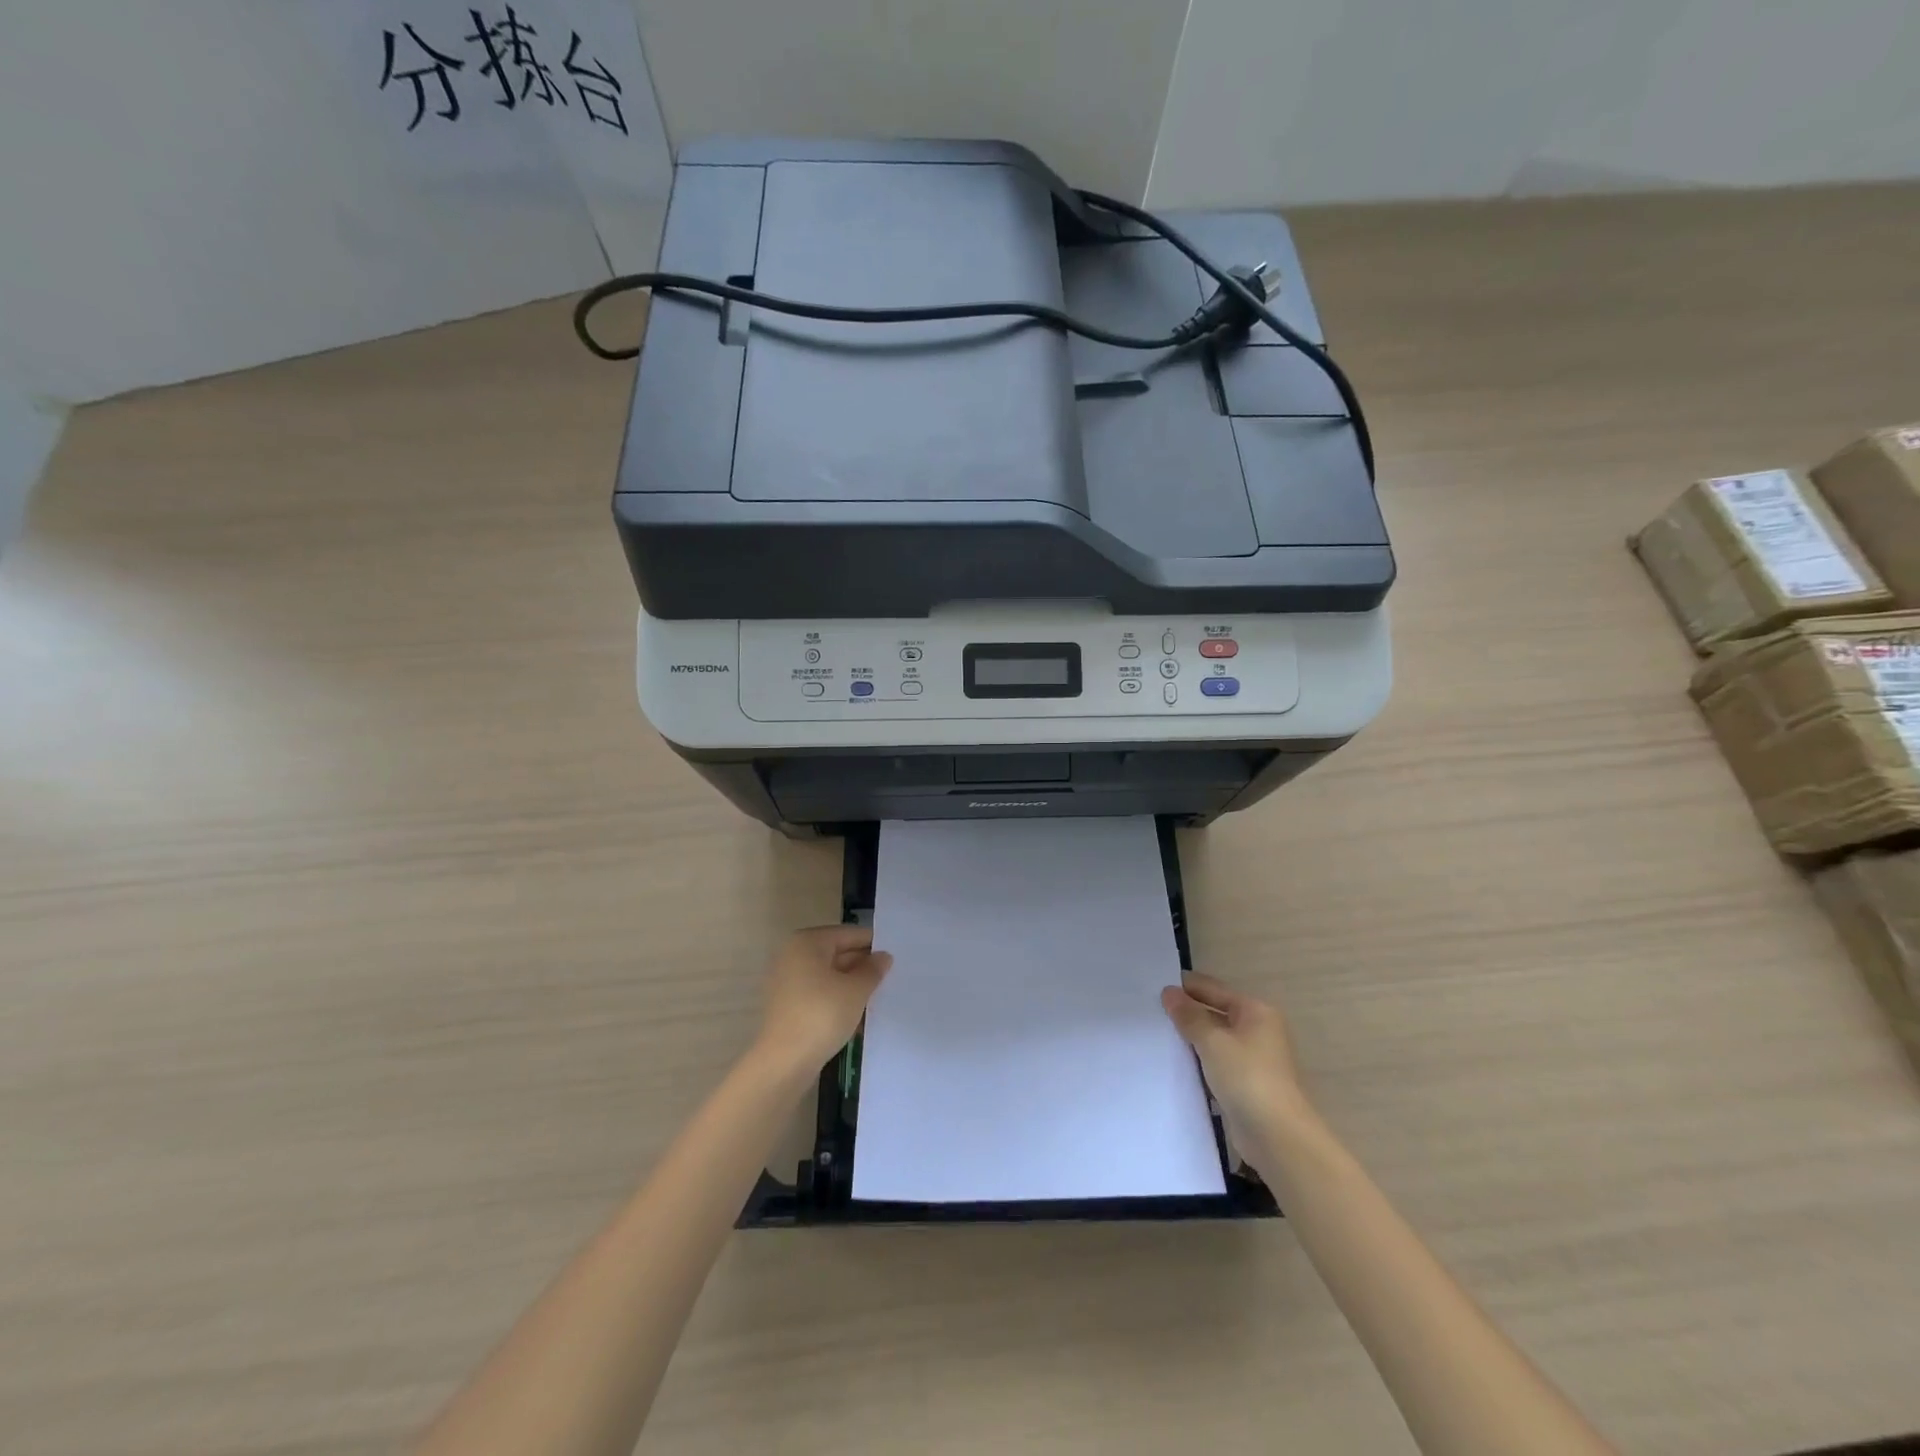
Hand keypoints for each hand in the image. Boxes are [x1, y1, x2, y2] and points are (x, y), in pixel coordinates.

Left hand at [756, 925, 892, 1076]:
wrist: (784, 1062)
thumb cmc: (822, 1015)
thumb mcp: (856, 990)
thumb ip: (873, 970)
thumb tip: (883, 957)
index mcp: (807, 942)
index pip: (848, 934)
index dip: (873, 943)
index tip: (896, 954)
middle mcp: (793, 955)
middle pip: (837, 953)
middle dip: (863, 966)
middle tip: (892, 976)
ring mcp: (787, 981)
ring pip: (829, 976)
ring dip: (852, 985)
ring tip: (880, 996)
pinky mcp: (787, 1005)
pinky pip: (819, 994)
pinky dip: (838, 999)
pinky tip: (859, 1015)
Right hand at [1161, 973, 1310, 1144]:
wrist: (1277, 1136)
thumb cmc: (1247, 1077)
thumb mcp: (1212, 1041)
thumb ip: (1189, 1016)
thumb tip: (1169, 992)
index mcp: (1255, 1011)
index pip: (1214, 989)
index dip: (1186, 987)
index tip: (1154, 987)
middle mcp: (1257, 1030)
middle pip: (1215, 1013)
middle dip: (1187, 1014)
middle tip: (1151, 1011)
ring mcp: (1253, 1059)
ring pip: (1215, 1040)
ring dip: (1191, 1040)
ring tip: (1157, 1035)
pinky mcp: (1246, 1084)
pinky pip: (1216, 1063)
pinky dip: (1199, 1062)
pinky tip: (1175, 1064)